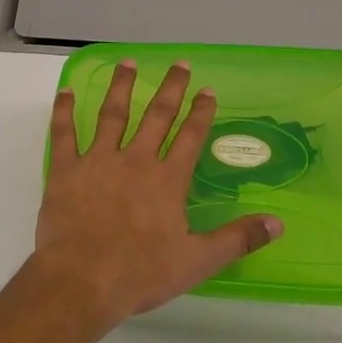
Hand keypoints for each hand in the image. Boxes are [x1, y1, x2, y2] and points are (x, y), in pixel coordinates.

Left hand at [32, 61, 283, 329]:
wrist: (83, 279)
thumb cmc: (141, 273)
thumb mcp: (197, 261)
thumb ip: (237, 239)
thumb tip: (277, 223)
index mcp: (167, 180)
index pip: (190, 137)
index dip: (201, 112)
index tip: (208, 90)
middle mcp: (135, 161)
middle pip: (156, 116)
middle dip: (170, 89)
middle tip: (178, 64)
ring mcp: (98, 161)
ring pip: (112, 115)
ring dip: (121, 87)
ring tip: (128, 63)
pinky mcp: (66, 170)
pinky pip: (64, 134)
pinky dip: (64, 111)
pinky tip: (67, 92)